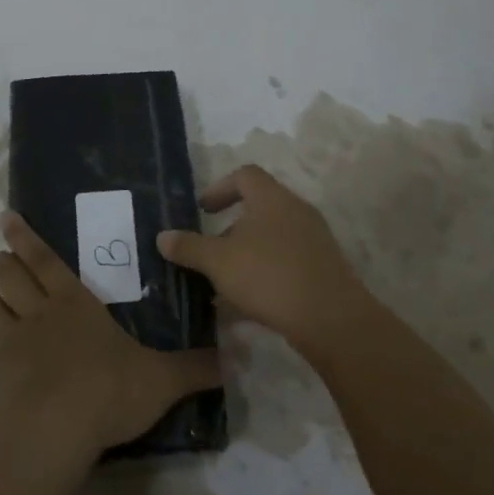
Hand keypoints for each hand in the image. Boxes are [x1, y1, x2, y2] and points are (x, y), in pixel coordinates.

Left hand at [0, 212, 220, 454]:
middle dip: (3, 266)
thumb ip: (193, 368)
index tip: (6, 217)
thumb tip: (232, 359)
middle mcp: (36, 315)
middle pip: (9, 277)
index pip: (46, 259)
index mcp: (74, 304)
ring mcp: (7, 344)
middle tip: (1, 262)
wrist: (55, 430)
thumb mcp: (161, 379)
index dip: (26, 237)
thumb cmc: (109, 391)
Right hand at [156, 164, 378, 354]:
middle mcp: (296, 210)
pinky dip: (266, 271)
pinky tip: (251, 302)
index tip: (203, 210)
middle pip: (259, 207)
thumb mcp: (218, 262)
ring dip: (248, 253)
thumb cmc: (269, 276)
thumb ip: (189, 247)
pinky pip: (288, 260)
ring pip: (273, 237)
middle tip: (211, 250)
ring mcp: (315, 239)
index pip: (244, 175)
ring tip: (226, 281)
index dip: (220, 188)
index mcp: (271, 198)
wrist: (331, 318)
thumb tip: (162, 237)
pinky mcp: (324, 267)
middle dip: (231, 228)